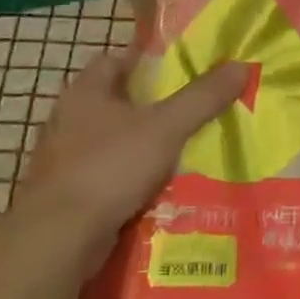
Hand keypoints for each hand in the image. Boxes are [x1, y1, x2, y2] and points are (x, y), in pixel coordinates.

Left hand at [16, 46, 248, 259]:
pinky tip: (156, 188)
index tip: (181, 70)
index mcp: (85, 91)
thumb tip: (241, 65)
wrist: (58, 240)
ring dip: (140, 145)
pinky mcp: (66, 193)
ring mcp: (63, 158)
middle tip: (190, 110)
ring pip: (111, 140)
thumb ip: (203, 97)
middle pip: (115, 100)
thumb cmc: (110, 167)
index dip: (148, 60)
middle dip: (150, 106)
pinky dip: (128, 178)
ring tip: (181, 150)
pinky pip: (105, 175)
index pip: (116, 58)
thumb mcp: (166, 127)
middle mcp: (68, 119)